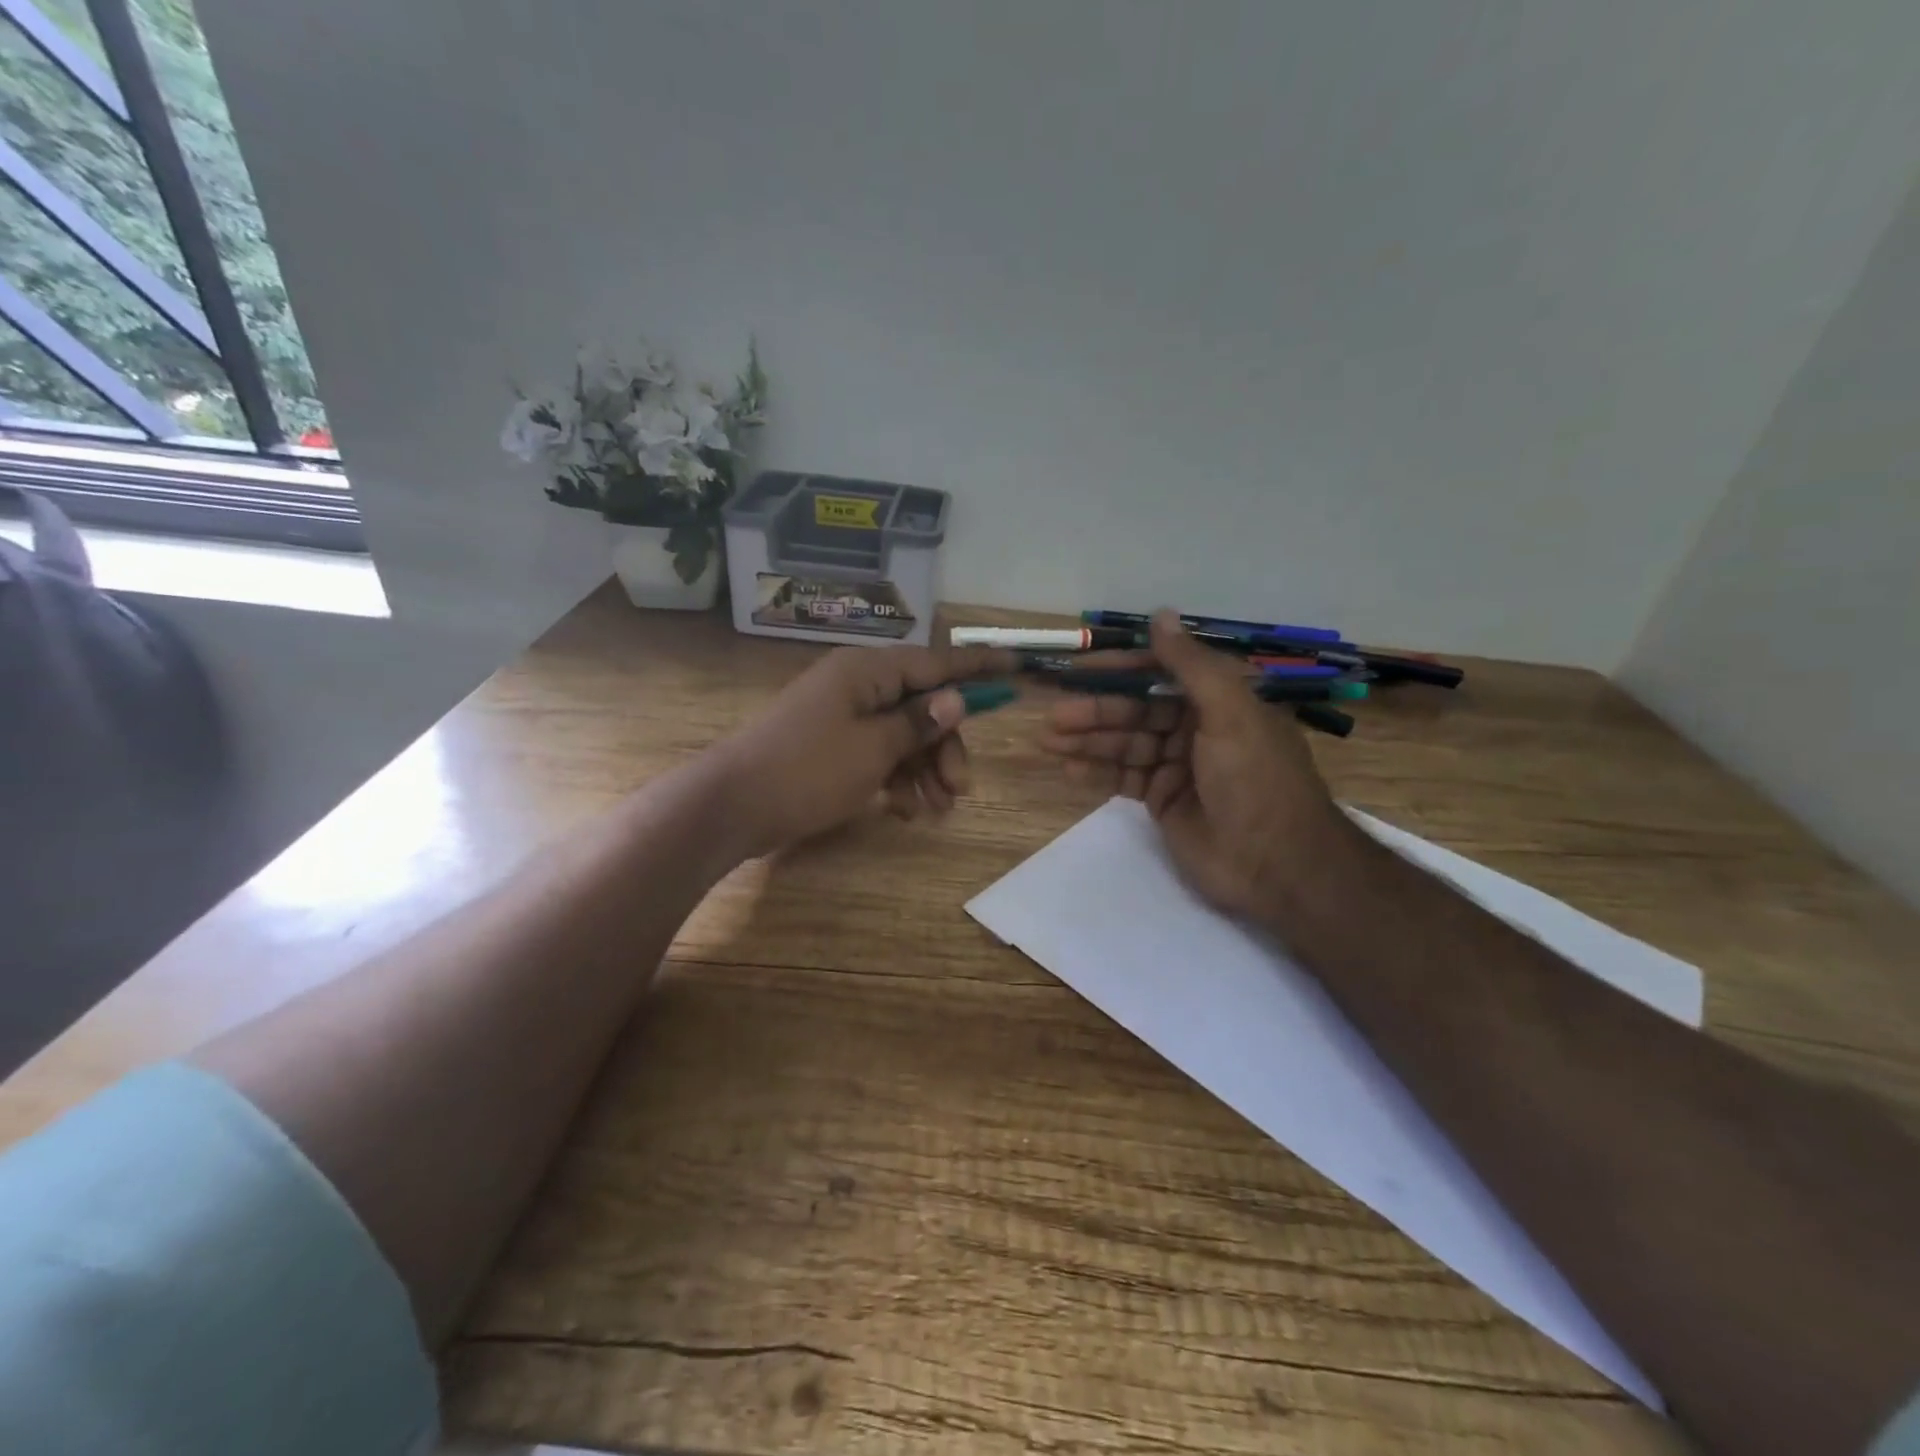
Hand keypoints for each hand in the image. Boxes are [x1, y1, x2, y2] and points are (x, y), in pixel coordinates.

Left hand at [713, 642, 1016, 857]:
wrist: (732, 806)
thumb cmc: (807, 770)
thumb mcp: (873, 748)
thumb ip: (918, 723)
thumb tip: (955, 699)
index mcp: (868, 672)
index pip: (936, 662)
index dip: (978, 668)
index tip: (1016, 668)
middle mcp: (858, 686)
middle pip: (922, 706)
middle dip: (946, 747)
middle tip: (961, 788)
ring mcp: (843, 718)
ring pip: (904, 736)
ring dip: (925, 770)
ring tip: (936, 810)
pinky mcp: (832, 748)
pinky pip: (879, 755)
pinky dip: (897, 780)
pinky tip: (907, 811)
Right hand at [1038, 611, 1356, 920]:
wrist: (1275, 864)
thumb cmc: (1255, 779)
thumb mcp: (1229, 712)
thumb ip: (1190, 665)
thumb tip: (1160, 615)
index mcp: (1219, 700)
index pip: (1162, 671)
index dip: (1122, 668)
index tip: (1083, 667)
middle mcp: (1197, 727)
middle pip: (1137, 710)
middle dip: (1095, 711)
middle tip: (1054, 715)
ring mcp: (1178, 765)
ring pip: (1125, 744)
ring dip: (1087, 741)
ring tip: (1047, 740)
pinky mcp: (1163, 799)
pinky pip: (1123, 778)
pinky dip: (1096, 772)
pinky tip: (1068, 768)